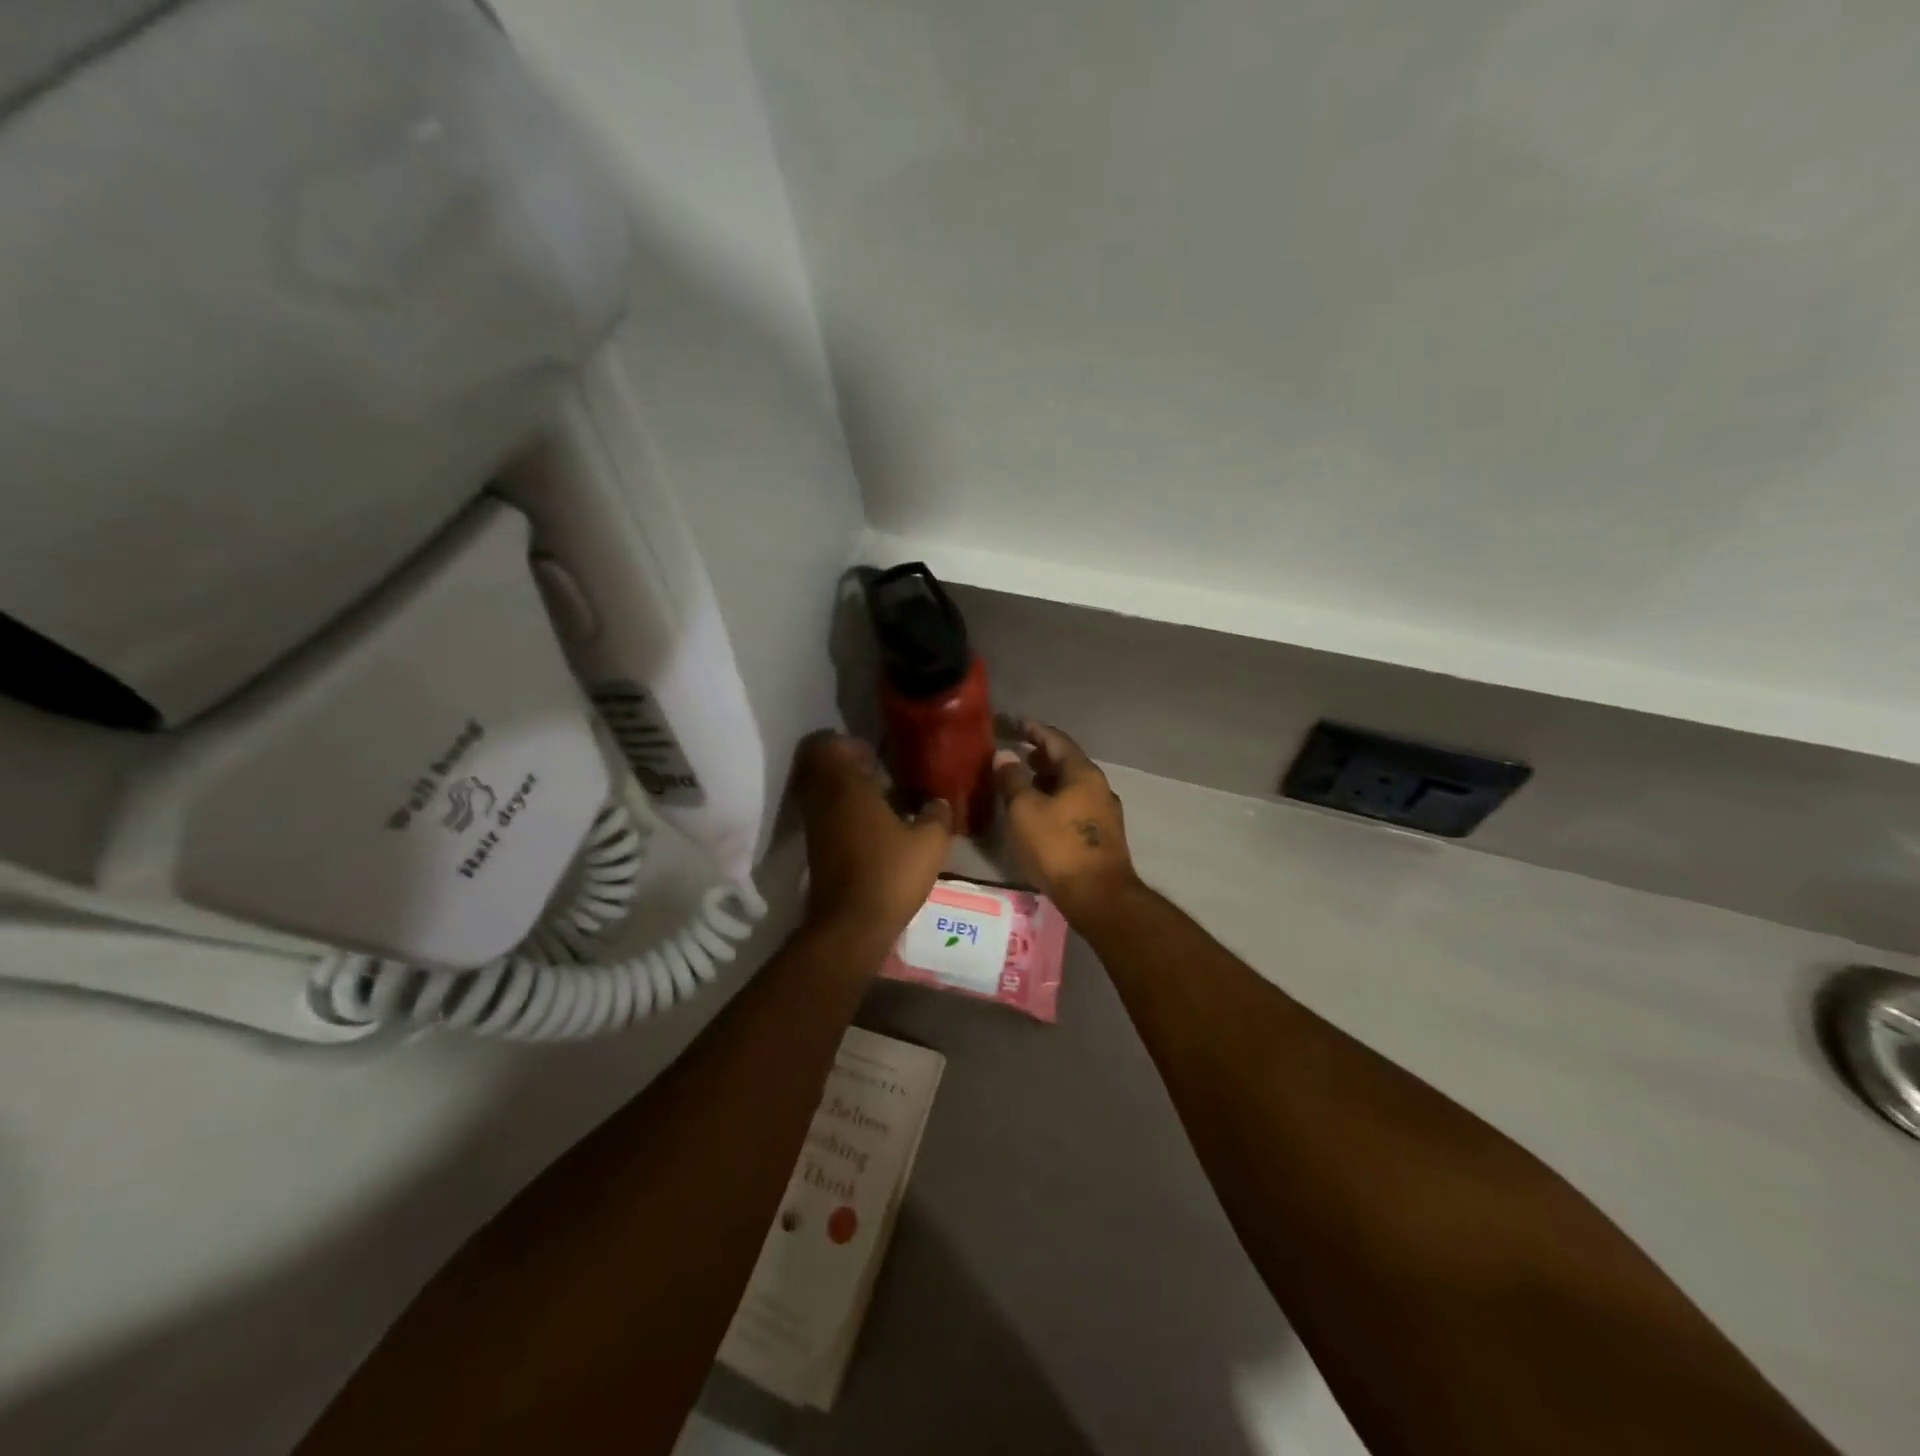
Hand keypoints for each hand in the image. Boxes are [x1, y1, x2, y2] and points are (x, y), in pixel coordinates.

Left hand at [792, 731, 952, 952]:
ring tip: (877, 798)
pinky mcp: (815, 848)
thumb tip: (938, 800)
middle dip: (842, 763)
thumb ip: (937, 814)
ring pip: (820, 791)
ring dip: (842, 788)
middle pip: (818, 766)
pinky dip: (840, 811)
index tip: (871, 751)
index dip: (845, 743)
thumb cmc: (891, 874)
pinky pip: (823, 814)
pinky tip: (871, 826)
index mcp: (847, 787)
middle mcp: (823, 800)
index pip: (827, 746)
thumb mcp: (930, 842)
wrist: (851, 926)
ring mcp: (815, 826)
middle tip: (874, 770)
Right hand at [993, 720, 1140, 922]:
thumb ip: (1013, 779)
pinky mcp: (1103, 836)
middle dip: (1040, 755)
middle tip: (1015, 753)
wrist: (1098, 896)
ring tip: (1022, 782)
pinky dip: (1056, 799)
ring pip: (1072, 785)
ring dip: (1047, 779)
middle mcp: (1099, 787)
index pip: (1056, 739)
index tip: (1014, 723)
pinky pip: (1076, 805)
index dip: (1033, 729)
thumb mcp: (1025, 810)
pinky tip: (1040, 812)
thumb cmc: (1057, 847)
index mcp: (1082, 773)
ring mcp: (1105, 812)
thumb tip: (1004, 755)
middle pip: (1067, 761)